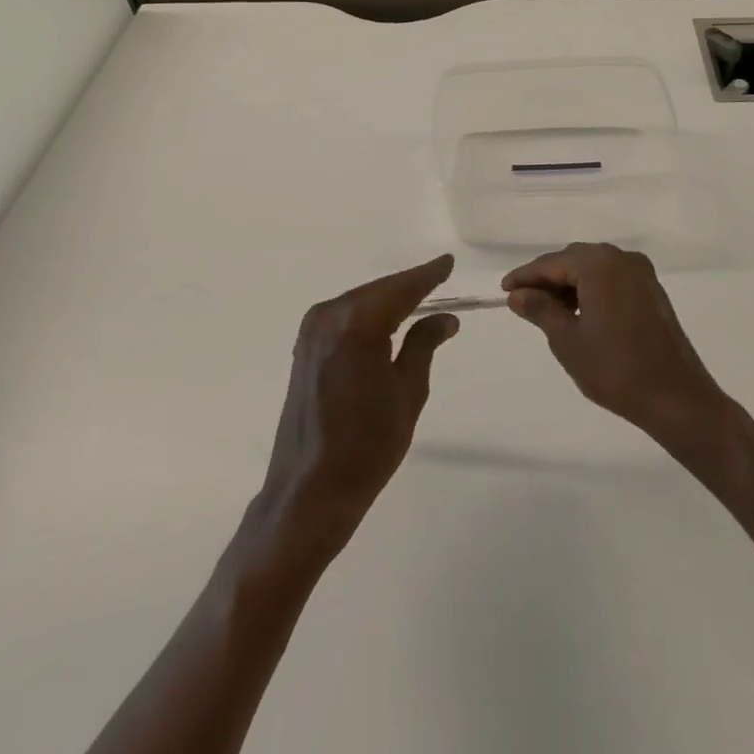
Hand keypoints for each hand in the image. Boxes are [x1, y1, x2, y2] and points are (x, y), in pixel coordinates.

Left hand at [256, 255, 460, 560]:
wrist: (309, 491)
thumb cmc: (367, 445)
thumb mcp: (407, 393)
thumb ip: (423, 345)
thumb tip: (445, 318)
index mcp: (358, 324)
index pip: (401, 289)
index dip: (427, 275)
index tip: (448, 262)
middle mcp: (330, 316)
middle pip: (378, 291)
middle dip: (409, 286)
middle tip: (439, 279)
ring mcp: (312, 331)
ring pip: (360, 301)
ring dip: (387, 299)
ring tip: (419, 297)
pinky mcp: (304, 347)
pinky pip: (344, 317)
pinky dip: (368, 314)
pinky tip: (386, 320)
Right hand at [503, 242, 726, 444]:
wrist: (676, 399)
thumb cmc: (615, 368)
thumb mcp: (567, 340)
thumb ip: (540, 310)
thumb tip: (518, 295)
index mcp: (599, 264)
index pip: (551, 264)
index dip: (525, 277)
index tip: (503, 290)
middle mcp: (621, 259)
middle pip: (573, 261)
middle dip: (547, 279)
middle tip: (523, 302)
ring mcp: (641, 274)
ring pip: (593, 270)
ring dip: (569, 285)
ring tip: (548, 312)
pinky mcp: (652, 292)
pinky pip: (612, 280)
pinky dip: (591, 291)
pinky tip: (579, 314)